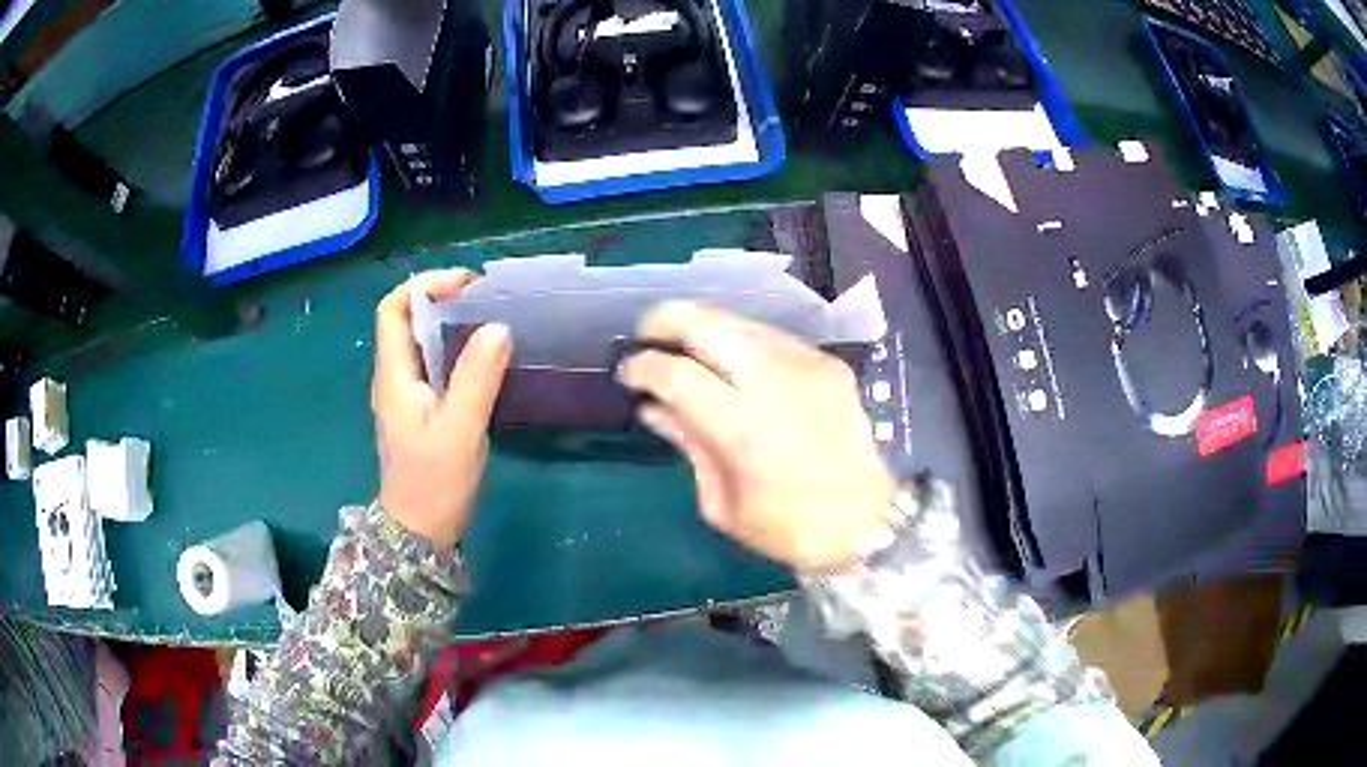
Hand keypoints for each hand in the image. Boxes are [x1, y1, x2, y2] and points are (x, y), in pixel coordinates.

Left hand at [372, 270, 512, 549]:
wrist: (419, 534)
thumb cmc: (433, 483)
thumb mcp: (459, 430)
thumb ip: (477, 378)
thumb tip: (497, 327)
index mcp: (394, 375)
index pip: (392, 309)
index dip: (424, 286)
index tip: (466, 285)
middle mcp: (395, 378)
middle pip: (408, 321)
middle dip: (443, 300)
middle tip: (488, 301)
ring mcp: (407, 397)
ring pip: (423, 344)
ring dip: (452, 326)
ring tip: (493, 322)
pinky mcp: (422, 412)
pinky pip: (436, 367)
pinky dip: (458, 352)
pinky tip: (487, 361)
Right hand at [617, 302, 896, 572]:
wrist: (866, 522)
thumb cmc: (787, 528)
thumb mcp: (721, 502)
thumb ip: (688, 443)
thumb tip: (654, 407)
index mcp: (742, 426)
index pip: (675, 372)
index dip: (642, 367)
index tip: (627, 373)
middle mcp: (773, 380)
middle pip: (705, 323)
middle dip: (664, 320)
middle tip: (645, 335)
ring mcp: (806, 364)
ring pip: (739, 321)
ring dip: (703, 326)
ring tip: (684, 344)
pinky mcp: (829, 362)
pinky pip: (772, 337)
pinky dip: (741, 340)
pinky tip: (731, 359)